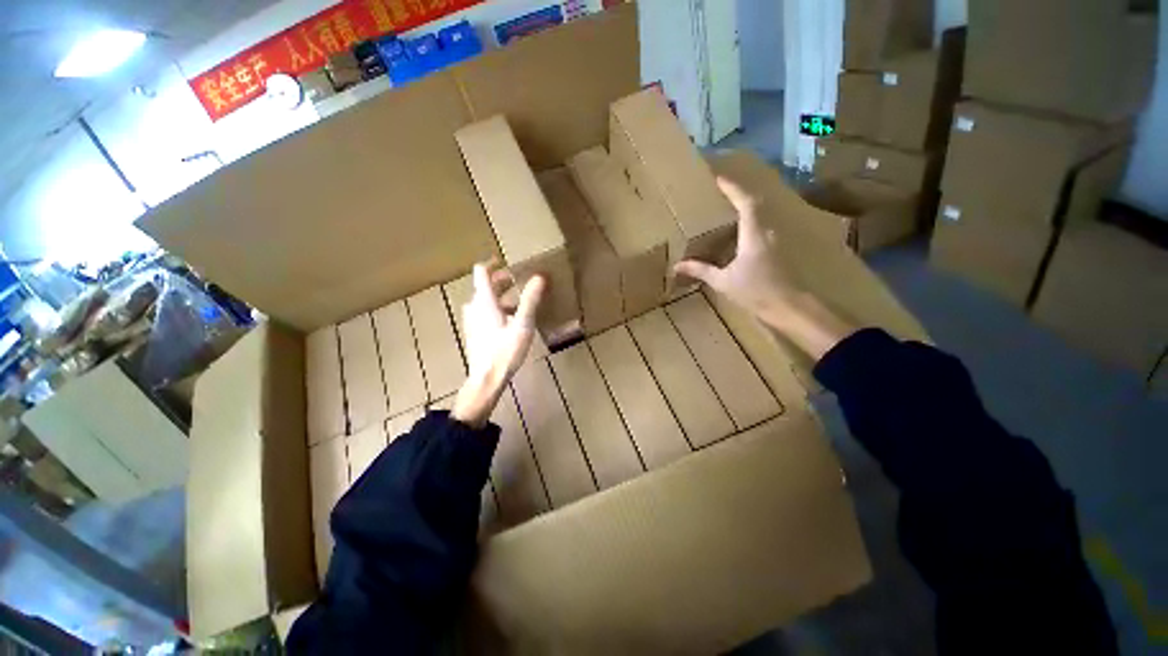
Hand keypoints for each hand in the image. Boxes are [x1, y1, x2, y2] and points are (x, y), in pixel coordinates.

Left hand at [451, 261, 545, 427]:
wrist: (486, 378)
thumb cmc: (505, 350)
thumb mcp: (522, 324)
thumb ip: (530, 300)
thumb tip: (540, 277)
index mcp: (485, 302)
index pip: (481, 273)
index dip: (492, 264)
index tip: (503, 260)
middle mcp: (474, 308)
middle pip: (483, 286)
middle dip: (500, 281)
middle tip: (516, 280)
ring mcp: (472, 321)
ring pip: (483, 300)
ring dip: (498, 295)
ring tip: (516, 300)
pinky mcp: (474, 333)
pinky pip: (483, 313)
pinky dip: (495, 308)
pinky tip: (509, 320)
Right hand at [674, 177, 800, 327]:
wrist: (791, 307)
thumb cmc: (756, 292)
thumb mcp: (724, 282)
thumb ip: (701, 270)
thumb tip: (677, 266)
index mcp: (754, 233)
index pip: (745, 201)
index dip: (732, 187)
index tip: (719, 177)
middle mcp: (769, 229)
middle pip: (756, 203)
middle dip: (739, 194)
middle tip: (721, 192)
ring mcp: (778, 238)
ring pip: (763, 213)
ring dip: (747, 206)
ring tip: (729, 207)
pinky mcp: (781, 247)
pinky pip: (765, 225)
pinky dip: (753, 221)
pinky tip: (742, 230)